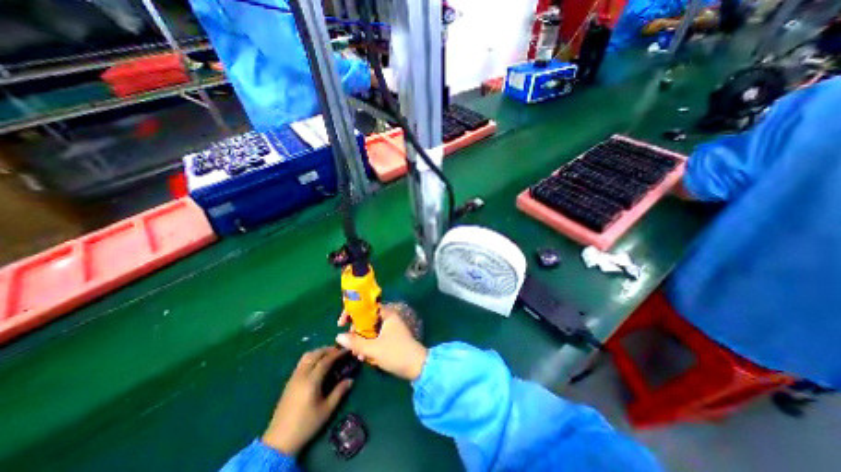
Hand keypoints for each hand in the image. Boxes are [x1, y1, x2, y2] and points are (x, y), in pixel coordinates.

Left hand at [262, 347, 354, 456]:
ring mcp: (294, 378)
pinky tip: (317, 365)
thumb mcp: (326, 410)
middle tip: (339, 351)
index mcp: (312, 380)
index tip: (347, 350)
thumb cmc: (306, 425)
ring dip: (319, 352)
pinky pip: (302, 363)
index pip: (326, 360)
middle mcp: (302, 375)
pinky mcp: (289, 382)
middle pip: (315, 354)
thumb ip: (339, 392)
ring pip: (307, 356)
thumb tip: (350, 380)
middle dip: (328, 350)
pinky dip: (312, 358)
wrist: (279, 442)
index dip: (337, 353)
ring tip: (329, 355)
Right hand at [335, 307, 427, 378]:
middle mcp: (388, 318)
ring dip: (361, 340)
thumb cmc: (396, 353)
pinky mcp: (390, 338)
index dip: (352, 312)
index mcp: (387, 314)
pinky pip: (375, 337)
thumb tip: (338, 336)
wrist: (417, 366)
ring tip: (356, 354)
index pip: (366, 307)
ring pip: (369, 330)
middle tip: (349, 343)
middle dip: (356, 331)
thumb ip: (355, 342)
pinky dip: (368, 345)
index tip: (341, 323)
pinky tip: (364, 357)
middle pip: (366, 319)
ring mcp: (390, 328)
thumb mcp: (374, 349)